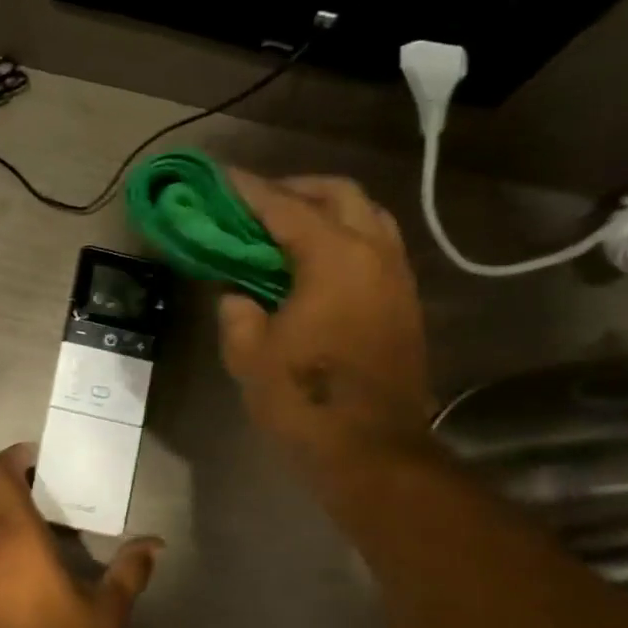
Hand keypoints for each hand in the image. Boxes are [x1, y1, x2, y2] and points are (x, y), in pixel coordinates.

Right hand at [218, 171, 434, 471]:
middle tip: (258, 202)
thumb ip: (237, 313)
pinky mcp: (405, 303)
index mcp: (334, 258)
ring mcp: (397, 277)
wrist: (373, 450)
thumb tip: (238, 295)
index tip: (221, 177)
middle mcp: (374, 253)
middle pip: (339, 193)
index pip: (286, 207)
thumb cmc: (305, 400)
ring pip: (367, 216)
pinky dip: (346, 237)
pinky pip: (377, 246)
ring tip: (288, 228)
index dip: (249, 190)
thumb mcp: (250, 356)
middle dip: (297, 188)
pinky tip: (317, 262)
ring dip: (327, 210)